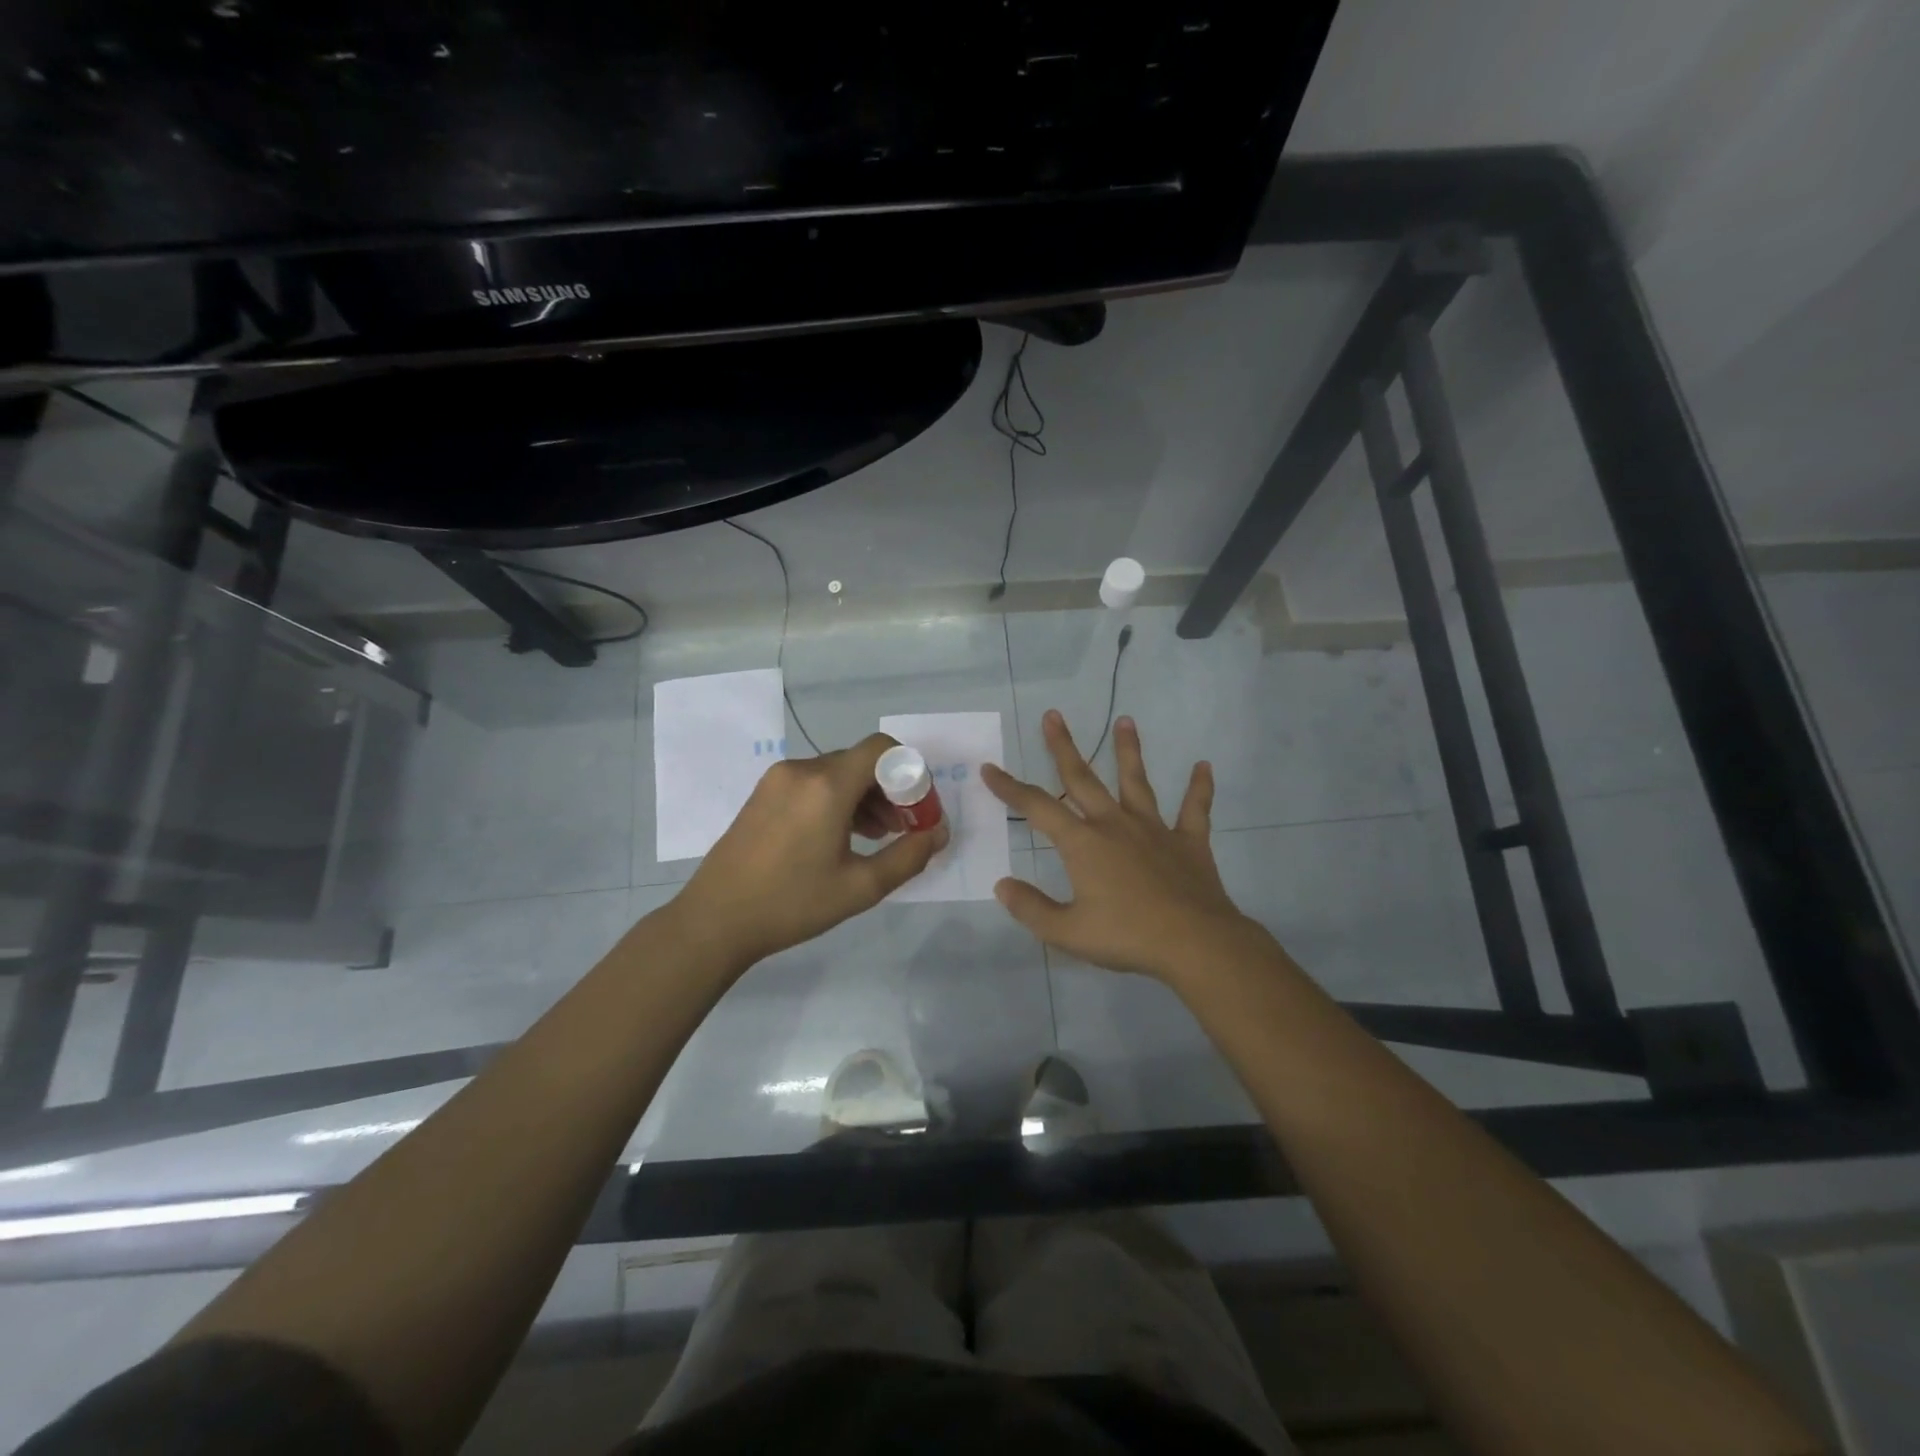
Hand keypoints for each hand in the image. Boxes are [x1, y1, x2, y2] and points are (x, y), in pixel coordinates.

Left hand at [674, 733, 948, 969]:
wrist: (715, 920)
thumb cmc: (792, 904)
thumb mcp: (860, 887)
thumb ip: (909, 856)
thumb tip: (939, 832)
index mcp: (827, 785)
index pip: (883, 749)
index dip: (911, 773)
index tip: (918, 811)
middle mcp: (802, 769)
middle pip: (861, 762)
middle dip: (891, 790)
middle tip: (903, 830)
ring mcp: (778, 779)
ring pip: (838, 772)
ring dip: (865, 796)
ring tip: (876, 837)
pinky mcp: (764, 793)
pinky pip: (813, 782)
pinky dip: (837, 799)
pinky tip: (842, 836)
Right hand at [983, 711, 1264, 982]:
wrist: (1195, 943)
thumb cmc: (1127, 936)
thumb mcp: (1067, 932)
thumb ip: (1031, 908)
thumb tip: (1002, 885)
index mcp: (1083, 843)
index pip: (1037, 807)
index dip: (1010, 788)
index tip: (990, 768)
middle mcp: (1115, 825)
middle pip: (1083, 779)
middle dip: (1063, 747)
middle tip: (1053, 715)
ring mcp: (1154, 830)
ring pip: (1137, 782)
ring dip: (1129, 751)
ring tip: (1126, 720)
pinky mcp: (1189, 842)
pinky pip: (1195, 809)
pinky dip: (1199, 787)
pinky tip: (1204, 766)